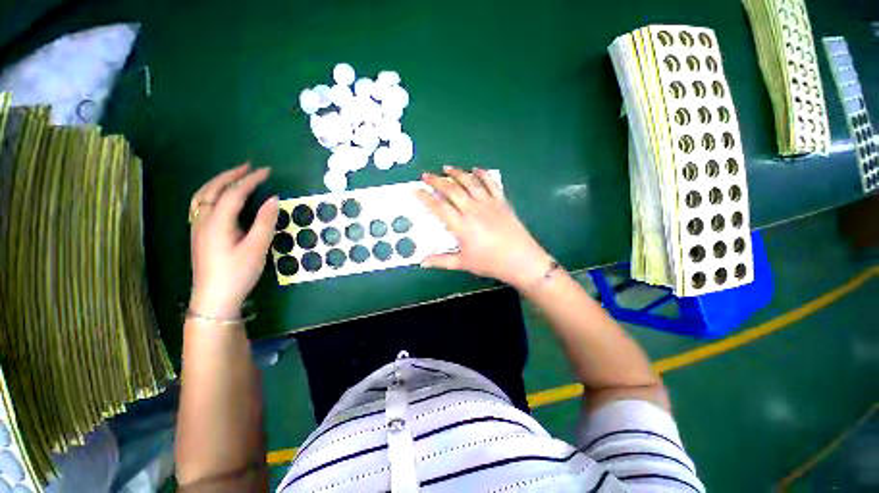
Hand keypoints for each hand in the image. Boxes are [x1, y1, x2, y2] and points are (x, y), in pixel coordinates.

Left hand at [188, 164, 278, 318]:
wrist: (214, 298)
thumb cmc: (237, 273)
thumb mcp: (257, 248)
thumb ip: (265, 222)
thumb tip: (273, 199)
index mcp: (217, 222)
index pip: (234, 193)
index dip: (250, 180)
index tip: (266, 171)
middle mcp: (203, 220)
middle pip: (213, 190)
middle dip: (231, 176)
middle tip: (248, 167)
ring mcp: (198, 227)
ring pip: (203, 196)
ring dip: (218, 183)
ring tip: (235, 177)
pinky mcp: (199, 235)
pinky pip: (202, 205)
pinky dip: (212, 193)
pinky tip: (222, 198)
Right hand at [415, 166, 551, 288]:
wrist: (521, 260)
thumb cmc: (490, 262)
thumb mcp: (463, 263)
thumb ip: (441, 261)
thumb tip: (422, 262)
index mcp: (461, 226)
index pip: (439, 207)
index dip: (425, 197)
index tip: (415, 190)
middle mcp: (473, 210)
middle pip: (452, 190)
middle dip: (436, 181)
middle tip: (426, 175)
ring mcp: (488, 204)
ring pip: (470, 183)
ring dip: (457, 173)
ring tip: (446, 168)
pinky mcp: (501, 202)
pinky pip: (491, 184)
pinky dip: (483, 174)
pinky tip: (476, 169)